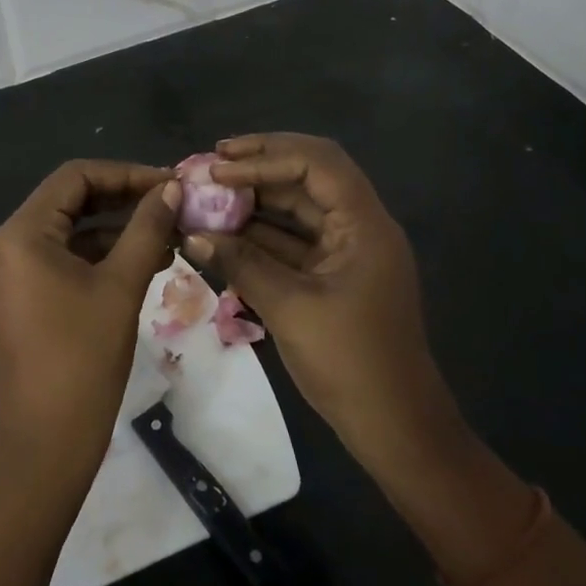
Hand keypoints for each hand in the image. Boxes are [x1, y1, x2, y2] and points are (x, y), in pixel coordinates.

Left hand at [0, 161, 180, 489]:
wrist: (44, 447)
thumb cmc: (82, 360)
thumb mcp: (121, 287)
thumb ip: (147, 229)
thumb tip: (172, 188)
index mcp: (21, 234)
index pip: (74, 177)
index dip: (125, 174)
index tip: (169, 184)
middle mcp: (6, 245)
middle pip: (69, 201)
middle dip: (123, 200)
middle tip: (173, 205)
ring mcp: (10, 273)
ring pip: (69, 232)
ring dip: (116, 230)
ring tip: (169, 235)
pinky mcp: (20, 297)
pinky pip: (62, 260)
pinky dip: (99, 257)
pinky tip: (144, 263)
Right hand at [183, 134, 461, 468]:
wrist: (395, 428)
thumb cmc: (350, 363)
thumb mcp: (290, 308)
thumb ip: (240, 263)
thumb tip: (191, 234)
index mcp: (364, 224)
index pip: (316, 164)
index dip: (265, 157)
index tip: (219, 167)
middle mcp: (358, 226)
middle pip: (309, 175)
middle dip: (260, 164)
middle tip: (212, 162)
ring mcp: (345, 251)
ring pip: (298, 207)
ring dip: (255, 199)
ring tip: (209, 193)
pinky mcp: (331, 275)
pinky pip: (292, 240)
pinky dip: (259, 233)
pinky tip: (222, 233)